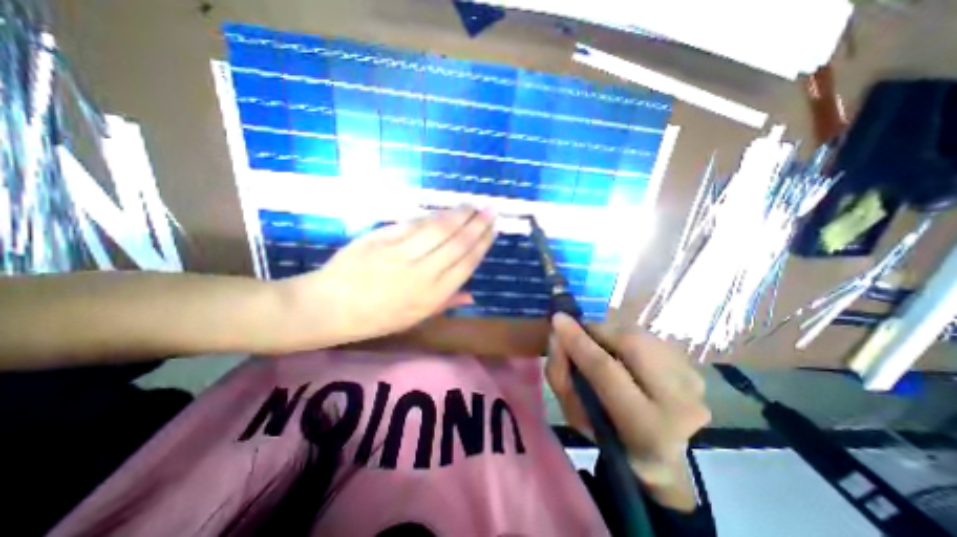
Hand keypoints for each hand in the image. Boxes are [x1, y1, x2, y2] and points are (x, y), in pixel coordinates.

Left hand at [269, 205, 492, 347]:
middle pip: (457, 243)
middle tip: (490, 210)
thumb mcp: (415, 319)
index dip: (482, 244)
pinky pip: (414, 224)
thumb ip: (446, 303)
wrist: (328, 307)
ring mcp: (401, 254)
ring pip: (439, 229)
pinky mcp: (383, 239)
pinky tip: (444, 211)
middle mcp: (422, 274)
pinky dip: (433, 216)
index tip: (493, 230)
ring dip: (459, 215)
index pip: (466, 264)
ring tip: (472, 205)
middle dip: (477, 224)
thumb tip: (473, 294)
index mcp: (431, 296)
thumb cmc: (375, 318)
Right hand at [545, 315, 707, 511]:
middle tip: (579, 333)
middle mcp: (680, 404)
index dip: (579, 341)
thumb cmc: (608, 434)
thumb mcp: (574, 414)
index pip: (606, 370)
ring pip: (640, 335)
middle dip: (597, 331)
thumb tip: (557, 333)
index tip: (557, 319)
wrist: (658, 452)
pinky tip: (621, 352)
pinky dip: (625, 336)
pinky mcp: (693, 368)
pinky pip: (649, 336)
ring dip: (611, 333)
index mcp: (645, 428)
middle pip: (631, 343)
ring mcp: (693, 383)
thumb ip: (560, 374)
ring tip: (600, 345)